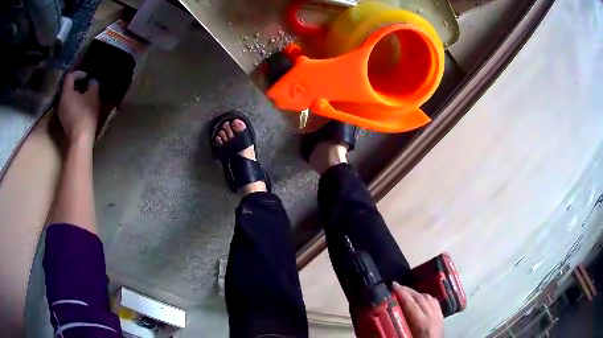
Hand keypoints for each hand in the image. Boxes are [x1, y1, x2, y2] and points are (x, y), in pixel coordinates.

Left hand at [58, 71, 99, 144]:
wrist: (80, 139)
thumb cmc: (85, 114)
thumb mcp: (93, 96)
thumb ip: (93, 85)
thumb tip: (92, 81)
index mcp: (66, 92)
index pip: (70, 77)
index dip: (78, 73)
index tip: (87, 76)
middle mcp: (61, 101)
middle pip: (67, 88)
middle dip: (76, 84)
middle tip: (85, 85)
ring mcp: (60, 112)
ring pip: (67, 98)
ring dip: (74, 95)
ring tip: (83, 96)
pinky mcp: (63, 121)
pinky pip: (67, 107)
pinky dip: (73, 104)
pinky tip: (80, 107)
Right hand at [392, 282, 443, 337]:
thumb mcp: (406, 337)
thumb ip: (397, 329)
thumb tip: (382, 321)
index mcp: (422, 324)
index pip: (411, 304)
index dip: (402, 293)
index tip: (392, 285)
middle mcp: (432, 316)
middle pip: (420, 298)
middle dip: (407, 290)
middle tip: (396, 286)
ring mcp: (438, 315)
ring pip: (428, 298)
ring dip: (416, 293)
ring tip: (406, 292)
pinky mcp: (441, 316)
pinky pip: (434, 302)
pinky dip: (425, 297)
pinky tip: (420, 298)